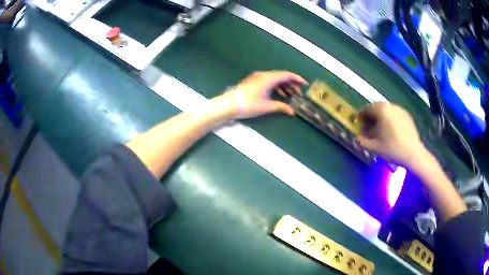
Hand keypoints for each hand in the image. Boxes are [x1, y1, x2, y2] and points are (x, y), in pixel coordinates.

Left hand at [225, 71, 307, 118]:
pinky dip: (276, 87)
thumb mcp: (267, 107)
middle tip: (299, 93)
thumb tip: (292, 111)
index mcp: (269, 78)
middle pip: (281, 76)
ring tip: (291, 96)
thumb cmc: (249, 105)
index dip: (297, 79)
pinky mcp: (253, 81)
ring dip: (284, 86)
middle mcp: (264, 75)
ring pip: (275, 79)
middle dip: (292, 84)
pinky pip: (269, 81)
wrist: (229, 104)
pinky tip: (279, 95)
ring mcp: (257, 77)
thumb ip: (281, 107)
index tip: (305, 84)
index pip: (286, 75)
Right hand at [356, 102, 427, 167]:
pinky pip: (394, 114)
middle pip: (376, 108)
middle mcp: (390, 106)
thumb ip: (363, 141)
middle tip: (368, 127)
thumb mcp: (375, 147)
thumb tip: (356, 139)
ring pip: (386, 110)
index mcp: (381, 110)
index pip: (367, 109)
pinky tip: (390, 131)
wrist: (413, 153)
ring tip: (379, 130)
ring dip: (380, 117)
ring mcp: (400, 110)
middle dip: (370, 116)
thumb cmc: (393, 148)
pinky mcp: (406, 115)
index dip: (360, 115)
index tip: (357, 122)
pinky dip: (389, 119)